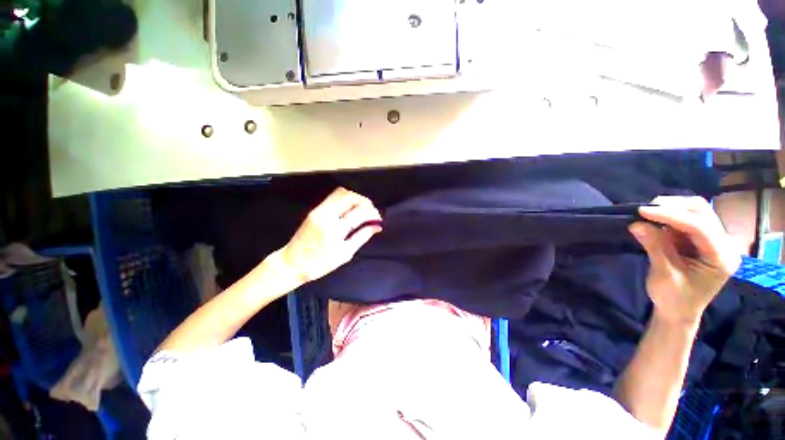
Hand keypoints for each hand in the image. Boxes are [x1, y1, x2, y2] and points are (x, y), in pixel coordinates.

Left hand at [279, 187, 381, 284]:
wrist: (291, 263)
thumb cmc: (320, 264)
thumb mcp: (345, 254)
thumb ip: (362, 237)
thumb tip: (376, 227)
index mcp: (335, 229)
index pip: (359, 213)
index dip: (372, 213)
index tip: (378, 219)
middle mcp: (326, 215)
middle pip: (350, 196)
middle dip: (365, 201)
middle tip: (371, 211)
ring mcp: (319, 210)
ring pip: (341, 193)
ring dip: (355, 198)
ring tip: (362, 209)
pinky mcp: (315, 210)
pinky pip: (333, 197)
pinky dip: (346, 199)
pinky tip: (350, 209)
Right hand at [630, 196, 740, 324]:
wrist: (679, 311)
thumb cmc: (673, 299)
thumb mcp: (663, 275)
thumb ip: (654, 247)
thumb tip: (636, 224)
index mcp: (721, 257)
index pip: (700, 227)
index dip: (671, 215)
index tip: (641, 211)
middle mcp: (724, 243)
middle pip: (702, 211)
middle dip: (672, 206)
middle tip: (644, 211)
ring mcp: (715, 239)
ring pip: (695, 210)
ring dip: (670, 209)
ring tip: (648, 215)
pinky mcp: (702, 238)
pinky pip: (687, 217)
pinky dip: (669, 215)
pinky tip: (655, 221)